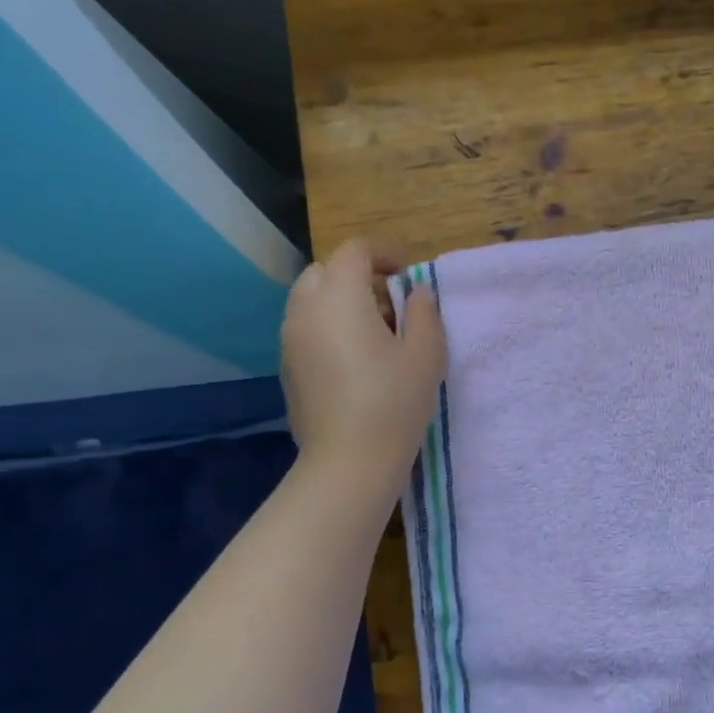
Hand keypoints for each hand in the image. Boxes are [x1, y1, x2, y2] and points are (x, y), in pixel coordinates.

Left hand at [281, 239, 446, 485]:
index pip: (354, 252)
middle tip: (390, 305)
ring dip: (339, 303)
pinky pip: (305, 331)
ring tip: (373, 335)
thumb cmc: (393, 402)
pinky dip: (327, 330)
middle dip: (357, 277)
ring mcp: (290, 340)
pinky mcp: (287, 369)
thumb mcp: (426, 354)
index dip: (383, 254)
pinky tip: (353, 363)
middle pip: (324, 272)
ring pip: (310, 302)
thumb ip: (424, 313)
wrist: (348, 461)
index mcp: (340, 296)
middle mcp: (305, 309)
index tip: (407, 276)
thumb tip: (417, 292)